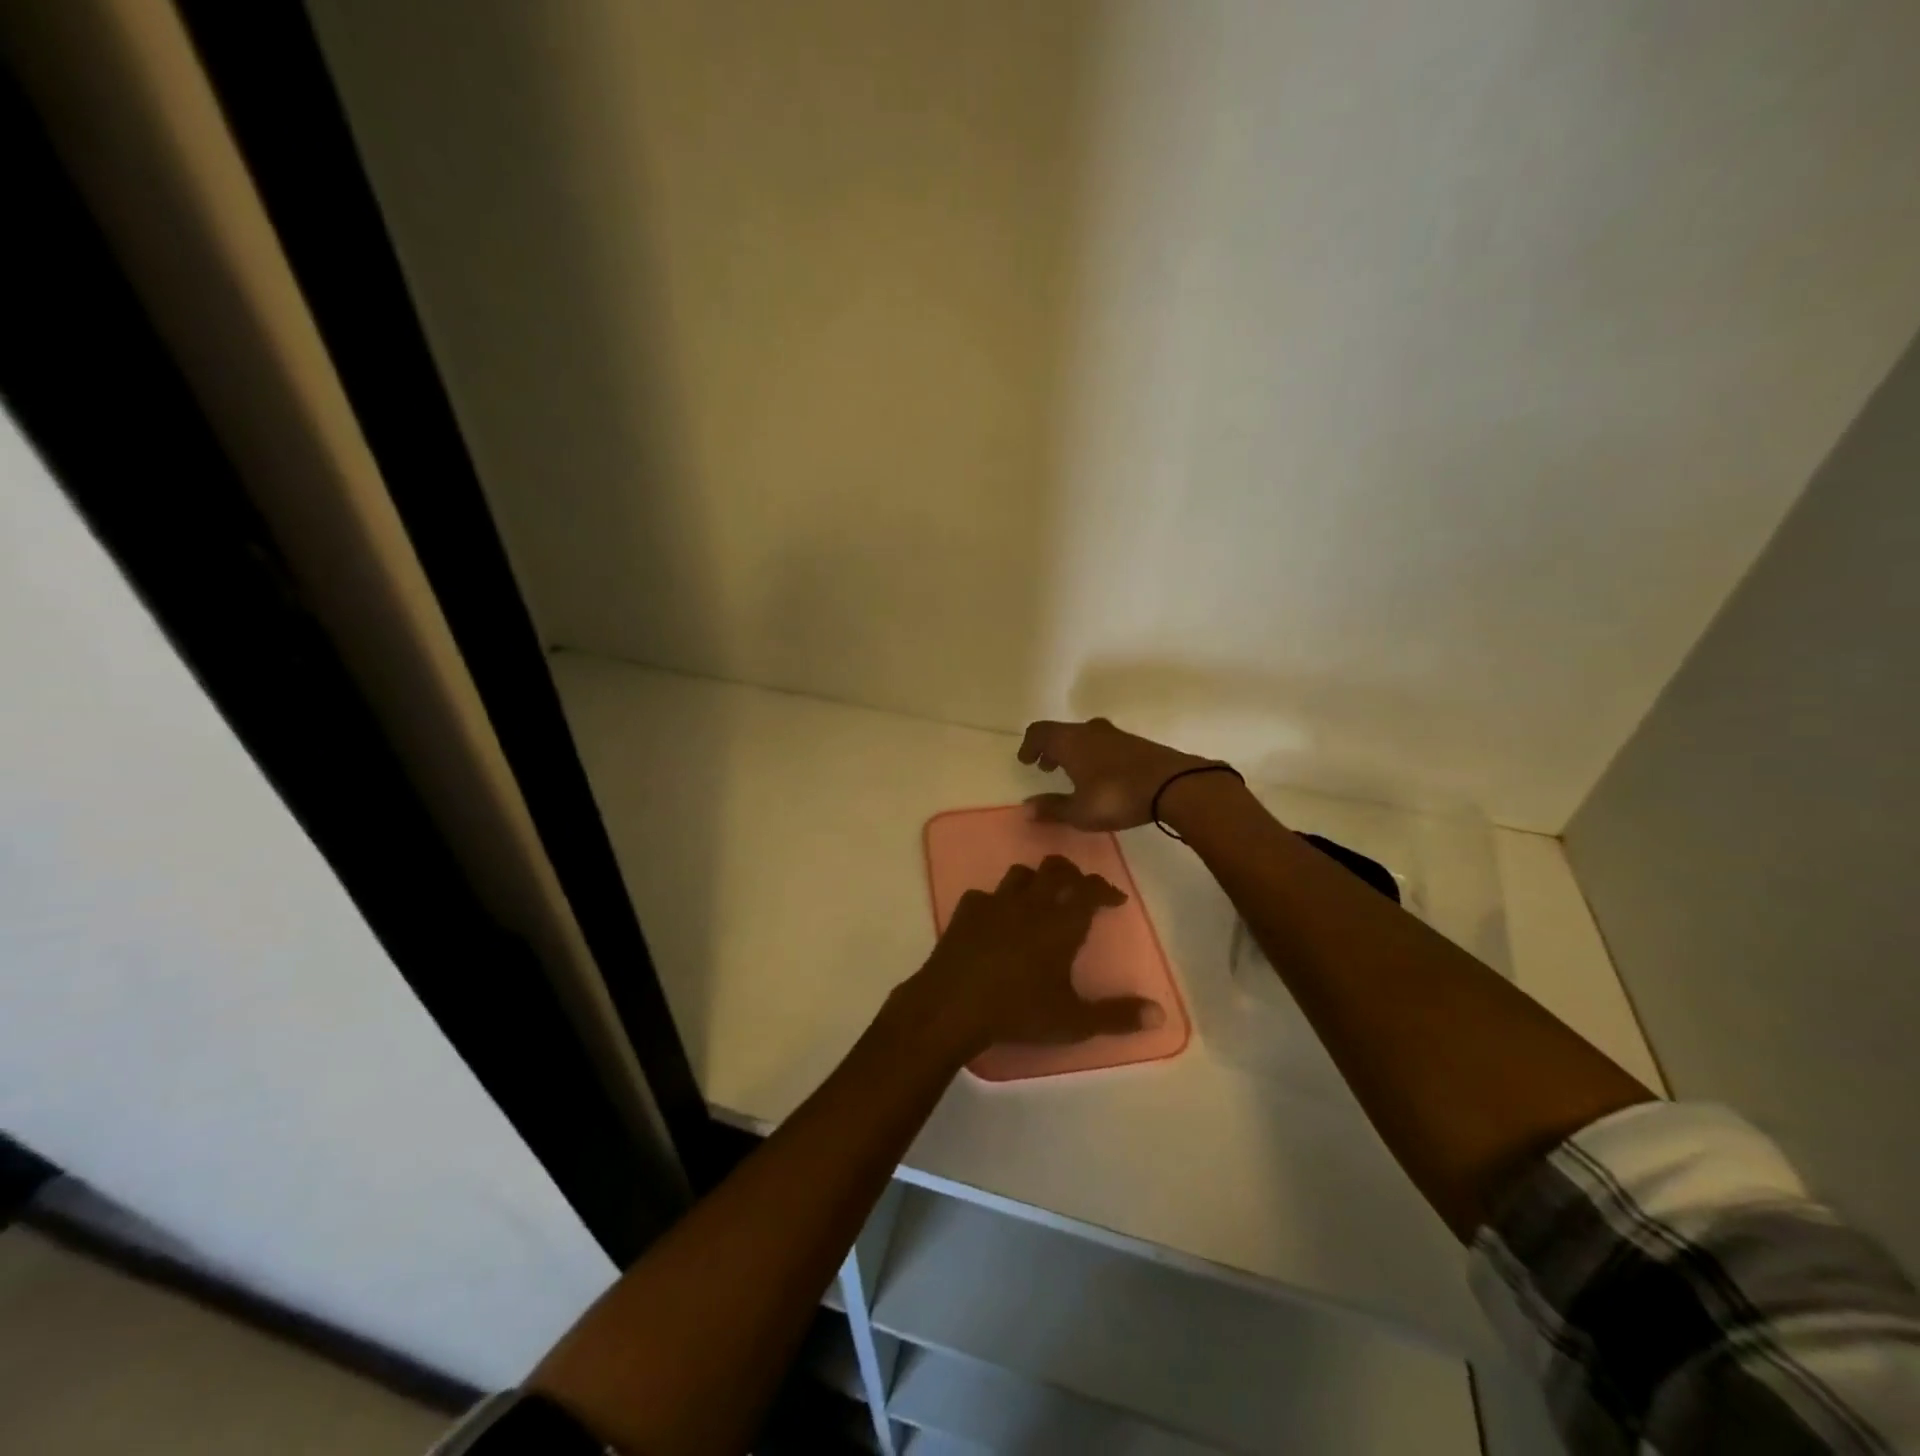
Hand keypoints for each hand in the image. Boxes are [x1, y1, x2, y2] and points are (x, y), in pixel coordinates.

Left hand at [904, 856, 1161, 1055]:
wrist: (953, 1004)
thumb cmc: (1018, 1011)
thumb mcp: (1073, 1021)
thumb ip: (1117, 1016)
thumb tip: (1159, 1013)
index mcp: (1061, 923)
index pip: (1090, 890)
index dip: (1105, 889)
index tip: (1115, 899)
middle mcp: (1031, 903)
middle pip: (1055, 869)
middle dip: (1072, 874)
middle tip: (1079, 889)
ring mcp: (995, 903)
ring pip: (1020, 874)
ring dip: (1035, 880)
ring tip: (1039, 897)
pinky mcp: (965, 911)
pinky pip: (984, 894)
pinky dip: (996, 901)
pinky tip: (995, 917)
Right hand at [1018, 717, 1215, 830]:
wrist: (1174, 785)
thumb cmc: (1117, 796)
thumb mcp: (1080, 812)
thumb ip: (1052, 808)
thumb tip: (1027, 808)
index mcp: (1070, 741)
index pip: (1039, 732)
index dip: (1029, 745)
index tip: (1025, 761)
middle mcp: (1089, 731)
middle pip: (1062, 732)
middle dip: (1050, 749)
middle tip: (1046, 767)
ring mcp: (1115, 735)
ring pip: (1085, 736)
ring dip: (1073, 751)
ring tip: (1073, 773)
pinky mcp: (1136, 743)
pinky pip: (1104, 743)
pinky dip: (1093, 754)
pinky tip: (1101, 776)